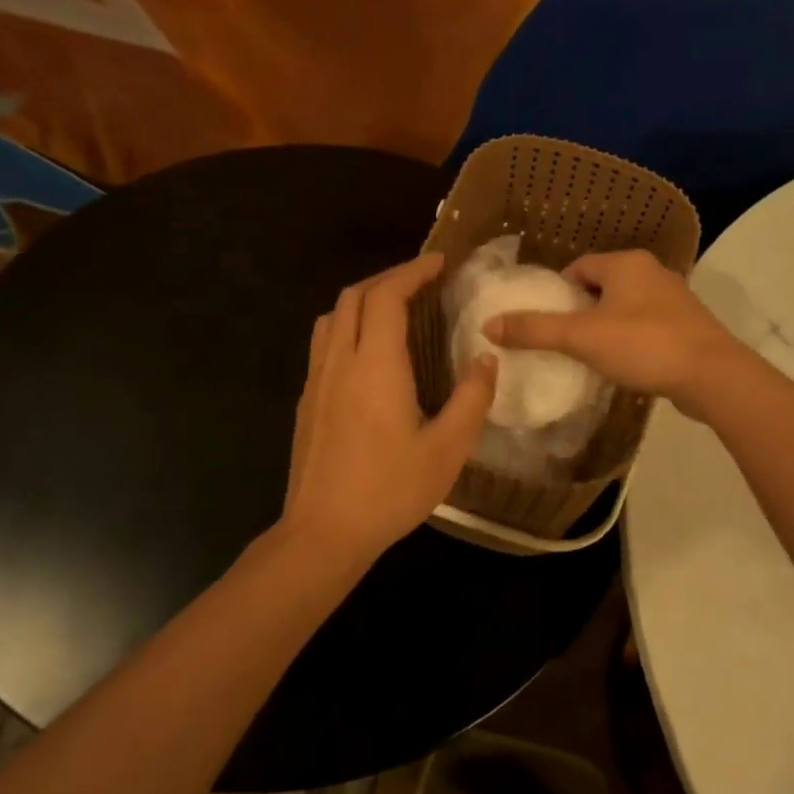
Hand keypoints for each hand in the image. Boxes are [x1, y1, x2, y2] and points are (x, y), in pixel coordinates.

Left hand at [280, 254, 496, 568]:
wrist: (324, 532)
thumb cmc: (390, 491)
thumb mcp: (448, 449)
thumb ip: (471, 399)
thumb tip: (486, 359)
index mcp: (375, 366)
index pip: (387, 296)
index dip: (412, 271)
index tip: (439, 261)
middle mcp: (340, 362)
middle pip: (354, 297)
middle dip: (388, 279)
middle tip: (422, 282)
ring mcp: (316, 382)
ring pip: (331, 317)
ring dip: (363, 300)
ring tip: (395, 309)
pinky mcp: (307, 402)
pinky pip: (324, 344)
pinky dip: (348, 327)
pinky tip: (369, 355)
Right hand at [484, 250, 748, 420]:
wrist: (711, 375)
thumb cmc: (643, 345)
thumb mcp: (581, 337)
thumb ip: (535, 330)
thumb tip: (489, 325)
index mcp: (626, 263)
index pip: (579, 267)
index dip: (557, 291)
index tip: (545, 320)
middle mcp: (652, 272)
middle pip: (602, 286)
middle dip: (580, 310)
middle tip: (562, 341)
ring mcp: (674, 299)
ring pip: (626, 307)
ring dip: (606, 326)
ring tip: (588, 355)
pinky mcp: (688, 326)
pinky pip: (646, 326)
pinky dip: (630, 340)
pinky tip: (623, 365)